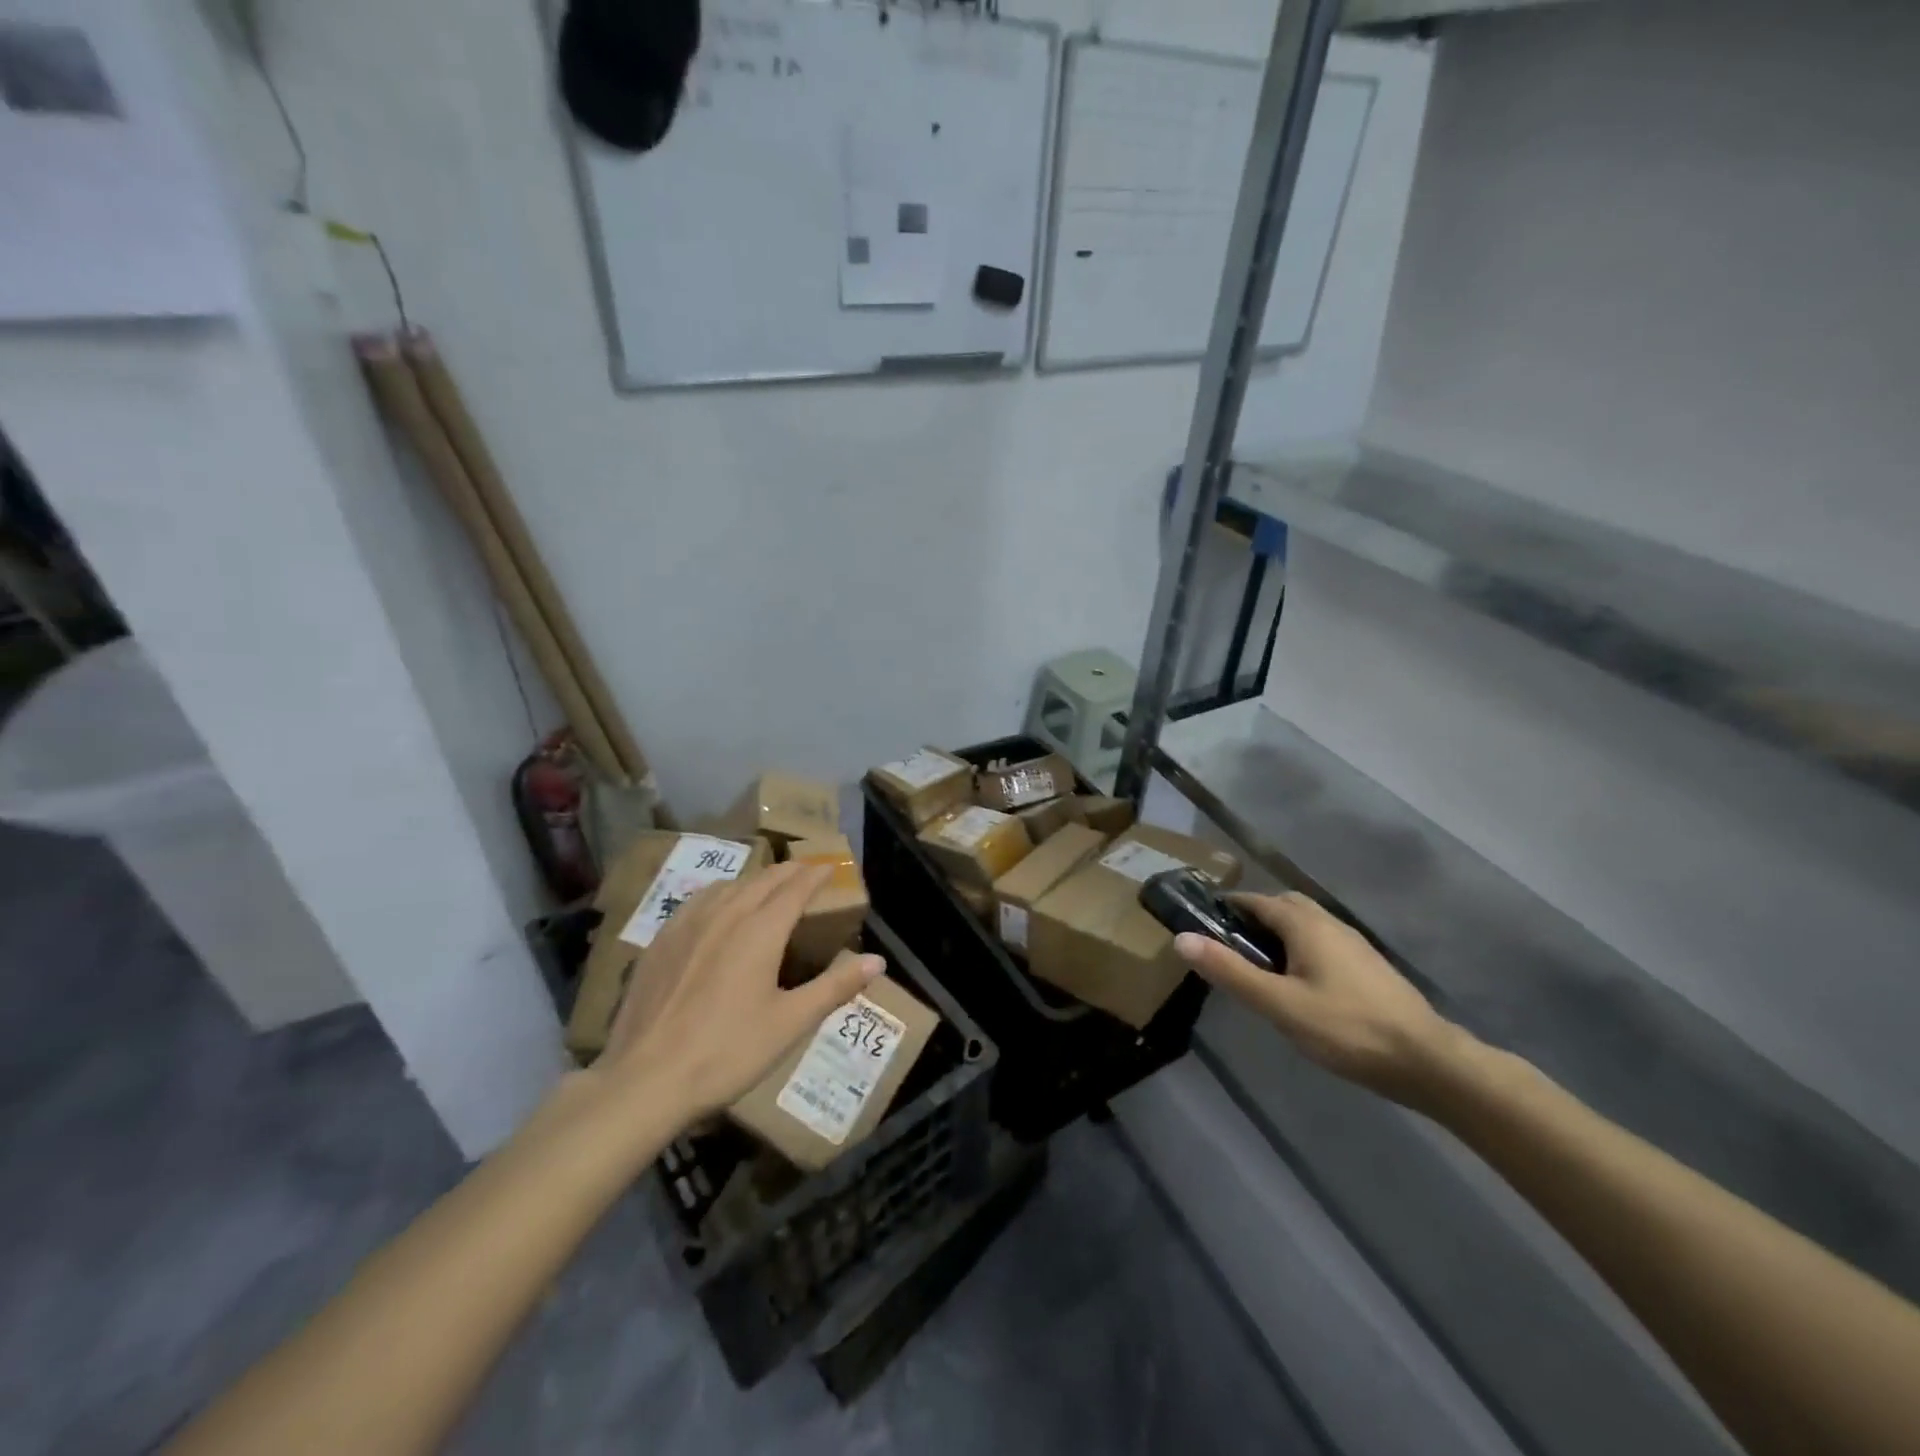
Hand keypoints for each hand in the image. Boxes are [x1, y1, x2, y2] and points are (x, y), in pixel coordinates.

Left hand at [592, 862, 883, 1125]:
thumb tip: (878, 961)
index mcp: (760, 931)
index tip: (830, 867)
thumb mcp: (790, 1024)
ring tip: (766, 884)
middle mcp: (725, 915)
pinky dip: (720, 893)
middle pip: (762, 880)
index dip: (815, 875)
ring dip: (754, 880)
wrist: (645, 1080)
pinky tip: (716, 907)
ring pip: (728, 886)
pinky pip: (697, 901)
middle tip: (805, 870)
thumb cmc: (727, 1052)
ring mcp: (687, 925)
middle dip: (788, 872)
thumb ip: (835, 987)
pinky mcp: (660, 941)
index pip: (794, 888)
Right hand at [1174, 892, 1465, 1103]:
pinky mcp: (1368, 967)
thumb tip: (1181, 938)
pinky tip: (1298, 984)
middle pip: (1283, 905)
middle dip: (1253, 917)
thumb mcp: (1279, 1004)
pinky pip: (1323, 943)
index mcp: (1305, 924)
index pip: (1256, 900)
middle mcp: (1330, 923)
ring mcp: (1354, 945)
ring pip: (1306, 925)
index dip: (1227, 907)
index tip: (1202, 923)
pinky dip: (1300, 950)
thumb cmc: (1347, 1028)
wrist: (1428, 1062)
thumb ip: (1230, 971)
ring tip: (1258, 967)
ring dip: (1278, 934)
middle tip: (1229, 947)